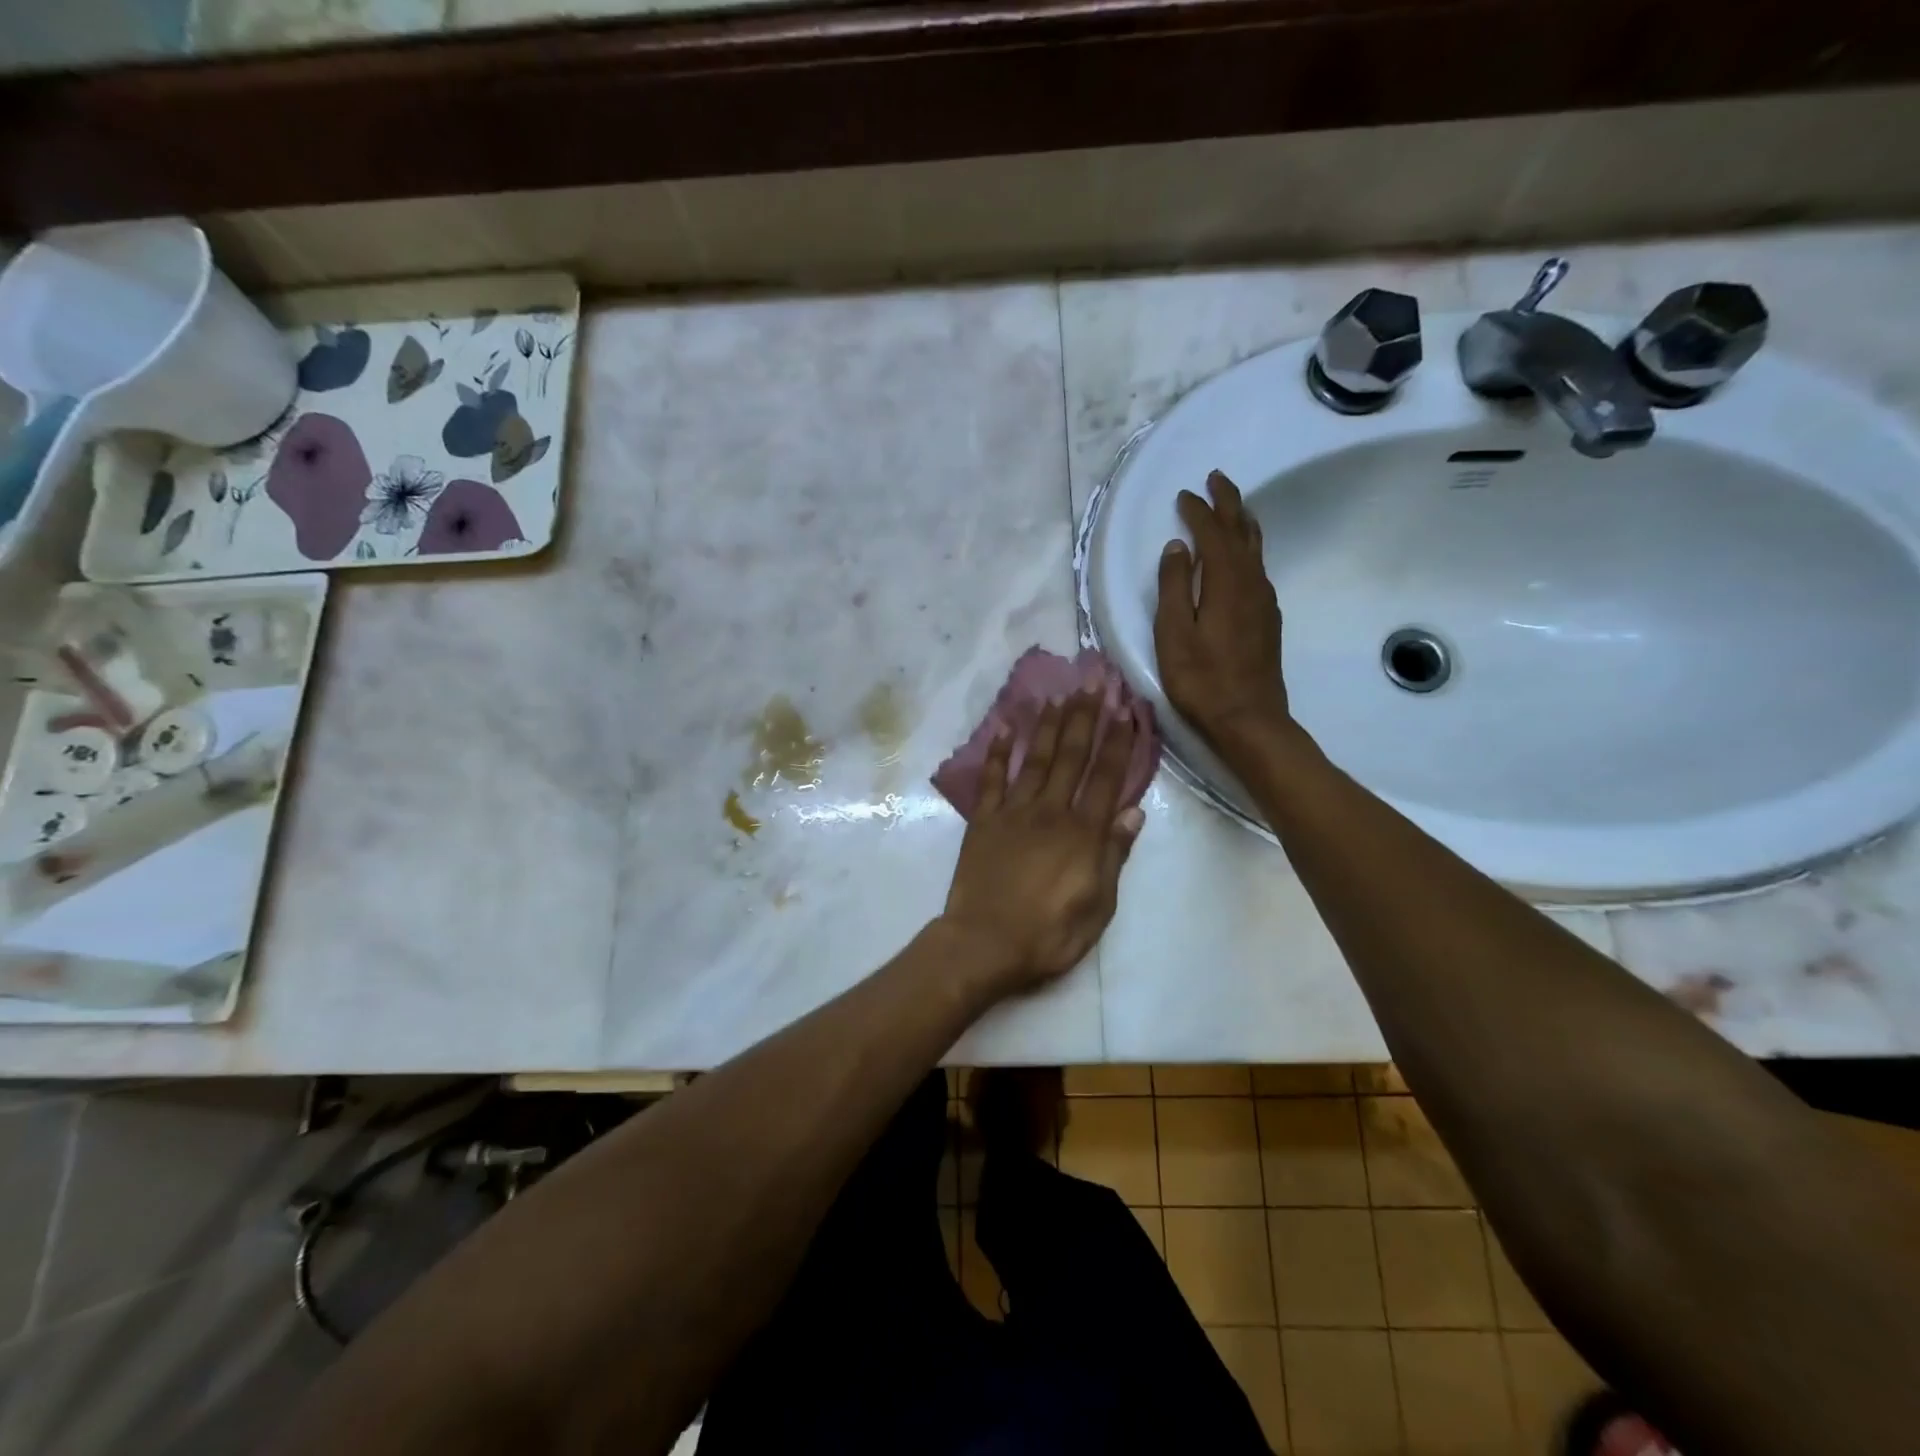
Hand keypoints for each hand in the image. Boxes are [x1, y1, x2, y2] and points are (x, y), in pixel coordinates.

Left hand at [939, 691, 1144, 996]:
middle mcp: (1050, 811)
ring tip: (1058, 695)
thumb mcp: (1098, 906)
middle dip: (1085, 717)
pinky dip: (996, 752)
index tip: (1126, 708)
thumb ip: (1114, 855)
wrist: (984, 944)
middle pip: (1071, 756)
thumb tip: (1134, 812)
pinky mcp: (983, 821)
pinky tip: (1002, 728)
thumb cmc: (1049, 934)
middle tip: (1093, 681)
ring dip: (1047, 725)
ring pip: (1034, 759)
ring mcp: (1013, 812)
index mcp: (1083, 833)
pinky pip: (991, 779)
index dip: (1118, 742)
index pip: (1106, 778)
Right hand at [1155, 470, 1290, 749]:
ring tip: (1232, 507)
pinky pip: (1258, 568)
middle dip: (1228, 503)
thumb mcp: (1174, 633)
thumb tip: (1177, 548)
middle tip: (1216, 479)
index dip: (1198, 511)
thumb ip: (1174, 587)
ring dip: (1242, 523)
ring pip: (1255, 549)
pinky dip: (1247, 549)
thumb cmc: (1202, 679)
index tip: (1184, 495)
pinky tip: (1242, 557)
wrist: (1249, 719)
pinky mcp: (1267, 619)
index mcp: (1226, 582)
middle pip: (1242, 532)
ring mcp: (1264, 601)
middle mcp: (1251, 583)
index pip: (1212, 534)